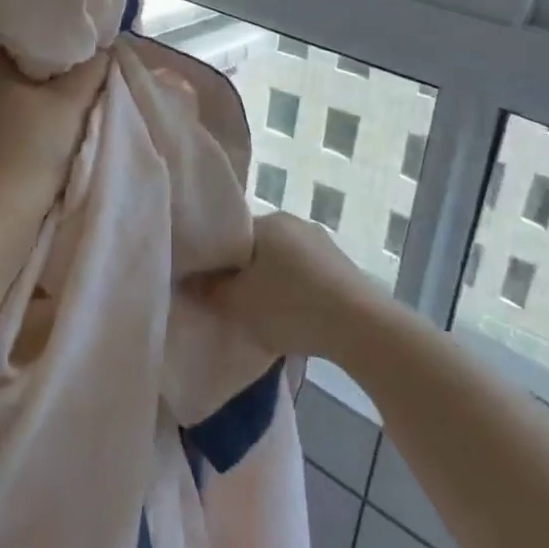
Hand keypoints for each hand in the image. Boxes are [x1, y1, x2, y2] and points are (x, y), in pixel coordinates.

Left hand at [0, 48, 108, 210]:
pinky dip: (7, 134)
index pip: (20, 47)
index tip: (73, 74)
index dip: (50, 57)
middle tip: (68, 100)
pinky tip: (28, 147)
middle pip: (7, 76)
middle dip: (35, 85)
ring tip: (51, 127)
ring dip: (20, 112)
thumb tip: (103, 50)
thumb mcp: (72, 102)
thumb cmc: (33, 146)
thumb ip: (90, 69)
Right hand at [191, 212, 392, 359]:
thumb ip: (209, 290)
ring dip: (273, 284)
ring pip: (284, 262)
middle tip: (234, 302)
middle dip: (245, 273)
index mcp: (268, 221)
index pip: (230, 234)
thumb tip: (187, 282)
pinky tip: (296, 319)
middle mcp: (296, 223)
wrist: (360, 327)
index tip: (209, 285)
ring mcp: (323, 243)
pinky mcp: (344, 267)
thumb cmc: (290, 306)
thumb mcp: (238, 303)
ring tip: (265, 315)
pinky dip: (298, 293)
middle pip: (258, 247)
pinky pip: (308, 276)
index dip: (216, 260)